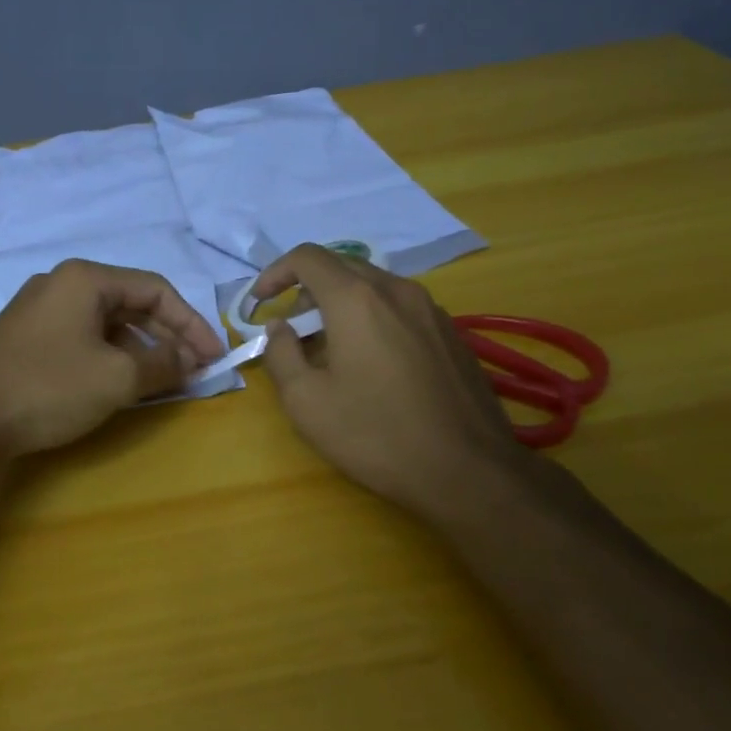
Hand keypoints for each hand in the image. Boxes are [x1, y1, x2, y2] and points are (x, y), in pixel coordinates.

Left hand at [0, 259, 224, 456]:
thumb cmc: (48, 387)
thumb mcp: (116, 377)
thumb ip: (162, 363)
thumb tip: (190, 359)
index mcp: (85, 279)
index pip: (156, 289)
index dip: (192, 323)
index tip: (215, 356)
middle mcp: (62, 284)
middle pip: (131, 303)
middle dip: (168, 336)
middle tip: (194, 369)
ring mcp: (40, 310)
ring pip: (107, 323)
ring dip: (140, 348)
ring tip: (163, 379)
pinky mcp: (27, 337)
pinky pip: (83, 338)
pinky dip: (111, 356)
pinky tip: (122, 383)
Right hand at [255, 244, 533, 517]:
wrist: (470, 472)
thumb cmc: (376, 435)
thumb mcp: (306, 401)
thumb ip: (280, 353)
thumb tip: (279, 328)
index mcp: (357, 300)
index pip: (307, 257)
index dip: (275, 273)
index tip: (261, 304)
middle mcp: (397, 291)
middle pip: (342, 268)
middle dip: (308, 293)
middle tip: (294, 334)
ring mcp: (431, 310)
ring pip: (374, 288)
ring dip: (342, 306)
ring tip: (332, 352)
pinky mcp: (452, 334)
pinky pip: (401, 309)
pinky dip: (373, 320)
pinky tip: (374, 366)